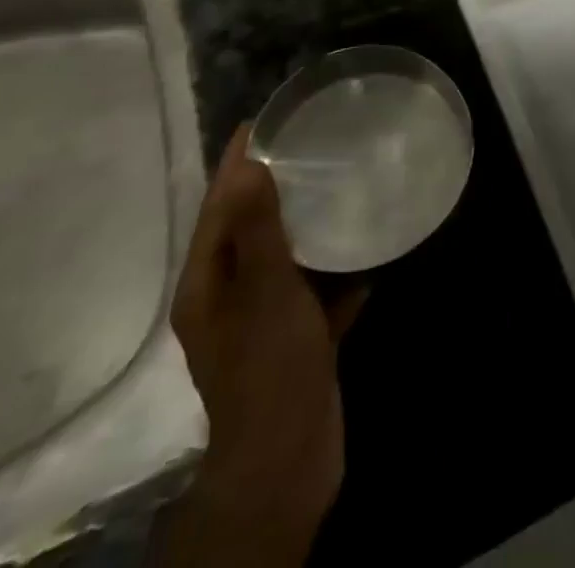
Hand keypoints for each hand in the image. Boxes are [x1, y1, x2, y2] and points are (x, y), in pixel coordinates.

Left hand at [160, 124, 363, 567]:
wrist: (290, 456)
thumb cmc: (270, 365)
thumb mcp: (264, 290)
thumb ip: (256, 227)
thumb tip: (248, 164)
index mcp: (208, 282)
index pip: (219, 205)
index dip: (237, 161)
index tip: (264, 118)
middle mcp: (228, 297)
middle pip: (251, 227)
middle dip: (275, 185)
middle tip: (311, 140)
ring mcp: (263, 320)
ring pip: (285, 257)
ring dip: (308, 224)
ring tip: (341, 182)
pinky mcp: (296, 338)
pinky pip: (315, 290)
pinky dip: (335, 270)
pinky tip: (366, 251)